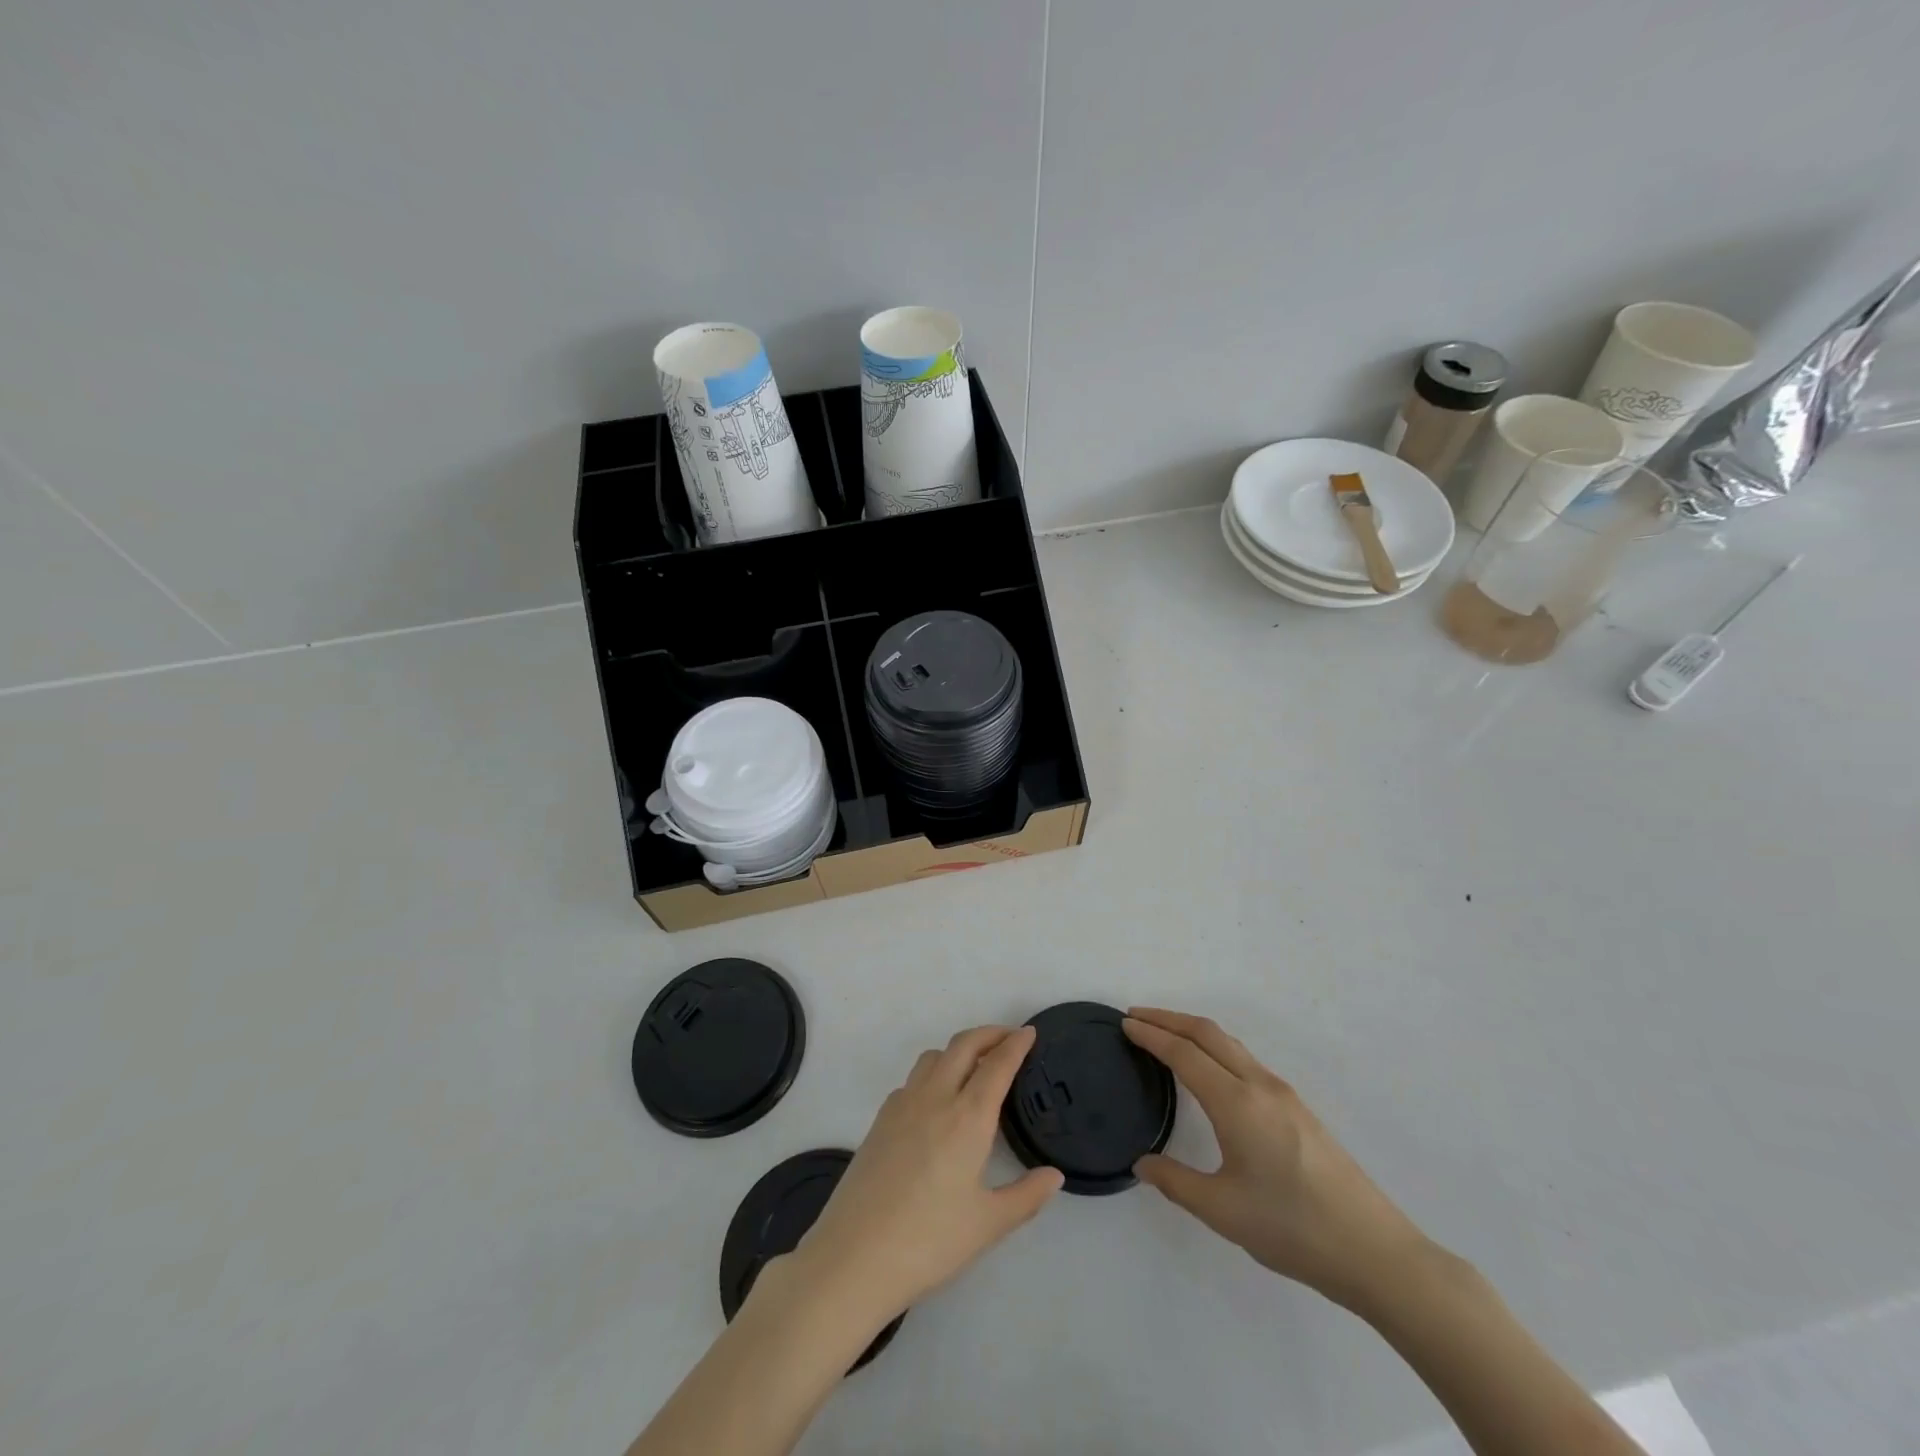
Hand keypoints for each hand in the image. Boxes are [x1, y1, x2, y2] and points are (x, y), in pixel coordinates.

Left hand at [779, 1025, 1064, 1327]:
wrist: (853, 1256)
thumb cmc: (928, 1241)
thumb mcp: (987, 1225)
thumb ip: (1026, 1197)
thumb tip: (1054, 1176)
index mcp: (967, 1117)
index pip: (996, 1066)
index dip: (1015, 1045)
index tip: (1029, 1032)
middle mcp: (935, 1098)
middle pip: (963, 1046)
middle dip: (989, 1034)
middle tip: (1009, 1038)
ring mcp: (902, 1105)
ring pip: (934, 1056)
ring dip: (958, 1050)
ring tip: (975, 1066)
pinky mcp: (880, 1119)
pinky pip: (912, 1079)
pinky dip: (933, 1073)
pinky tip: (937, 1102)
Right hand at [1122, 1007, 1429, 1310]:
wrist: (1375, 1253)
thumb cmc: (1292, 1229)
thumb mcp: (1222, 1211)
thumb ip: (1175, 1182)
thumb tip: (1142, 1163)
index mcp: (1237, 1103)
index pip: (1184, 1053)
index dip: (1152, 1035)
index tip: (1125, 1024)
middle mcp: (1260, 1086)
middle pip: (1208, 1034)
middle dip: (1170, 1019)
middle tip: (1137, 1016)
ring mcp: (1284, 1095)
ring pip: (1230, 1045)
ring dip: (1194, 1032)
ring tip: (1166, 1037)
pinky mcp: (1298, 1110)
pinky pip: (1246, 1061)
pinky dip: (1216, 1049)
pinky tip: (1210, 1072)